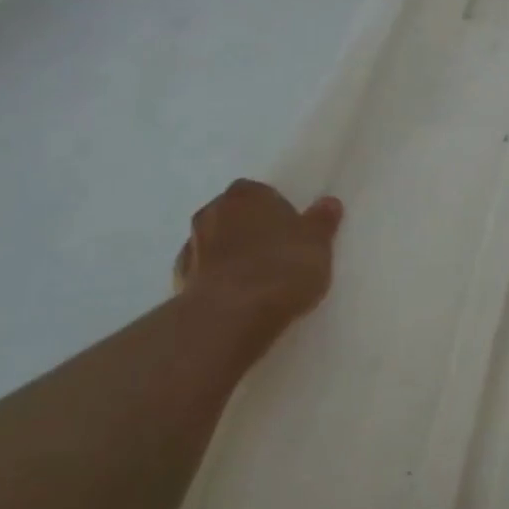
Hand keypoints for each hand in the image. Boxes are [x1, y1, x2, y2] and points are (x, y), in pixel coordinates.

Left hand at [172, 180, 343, 341]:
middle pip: (234, 216)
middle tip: (276, 254)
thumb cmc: (281, 267)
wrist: (232, 315)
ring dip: (230, 255)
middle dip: (250, 230)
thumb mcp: (317, 243)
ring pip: (215, 244)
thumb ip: (322, 220)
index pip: (260, 193)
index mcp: (246, 194)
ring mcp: (191, 246)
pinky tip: (236, 299)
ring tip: (256, 281)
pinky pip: (204, 274)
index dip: (276, 211)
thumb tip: (329, 203)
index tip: (291, 232)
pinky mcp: (179, 281)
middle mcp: (212, 212)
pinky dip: (217, 280)